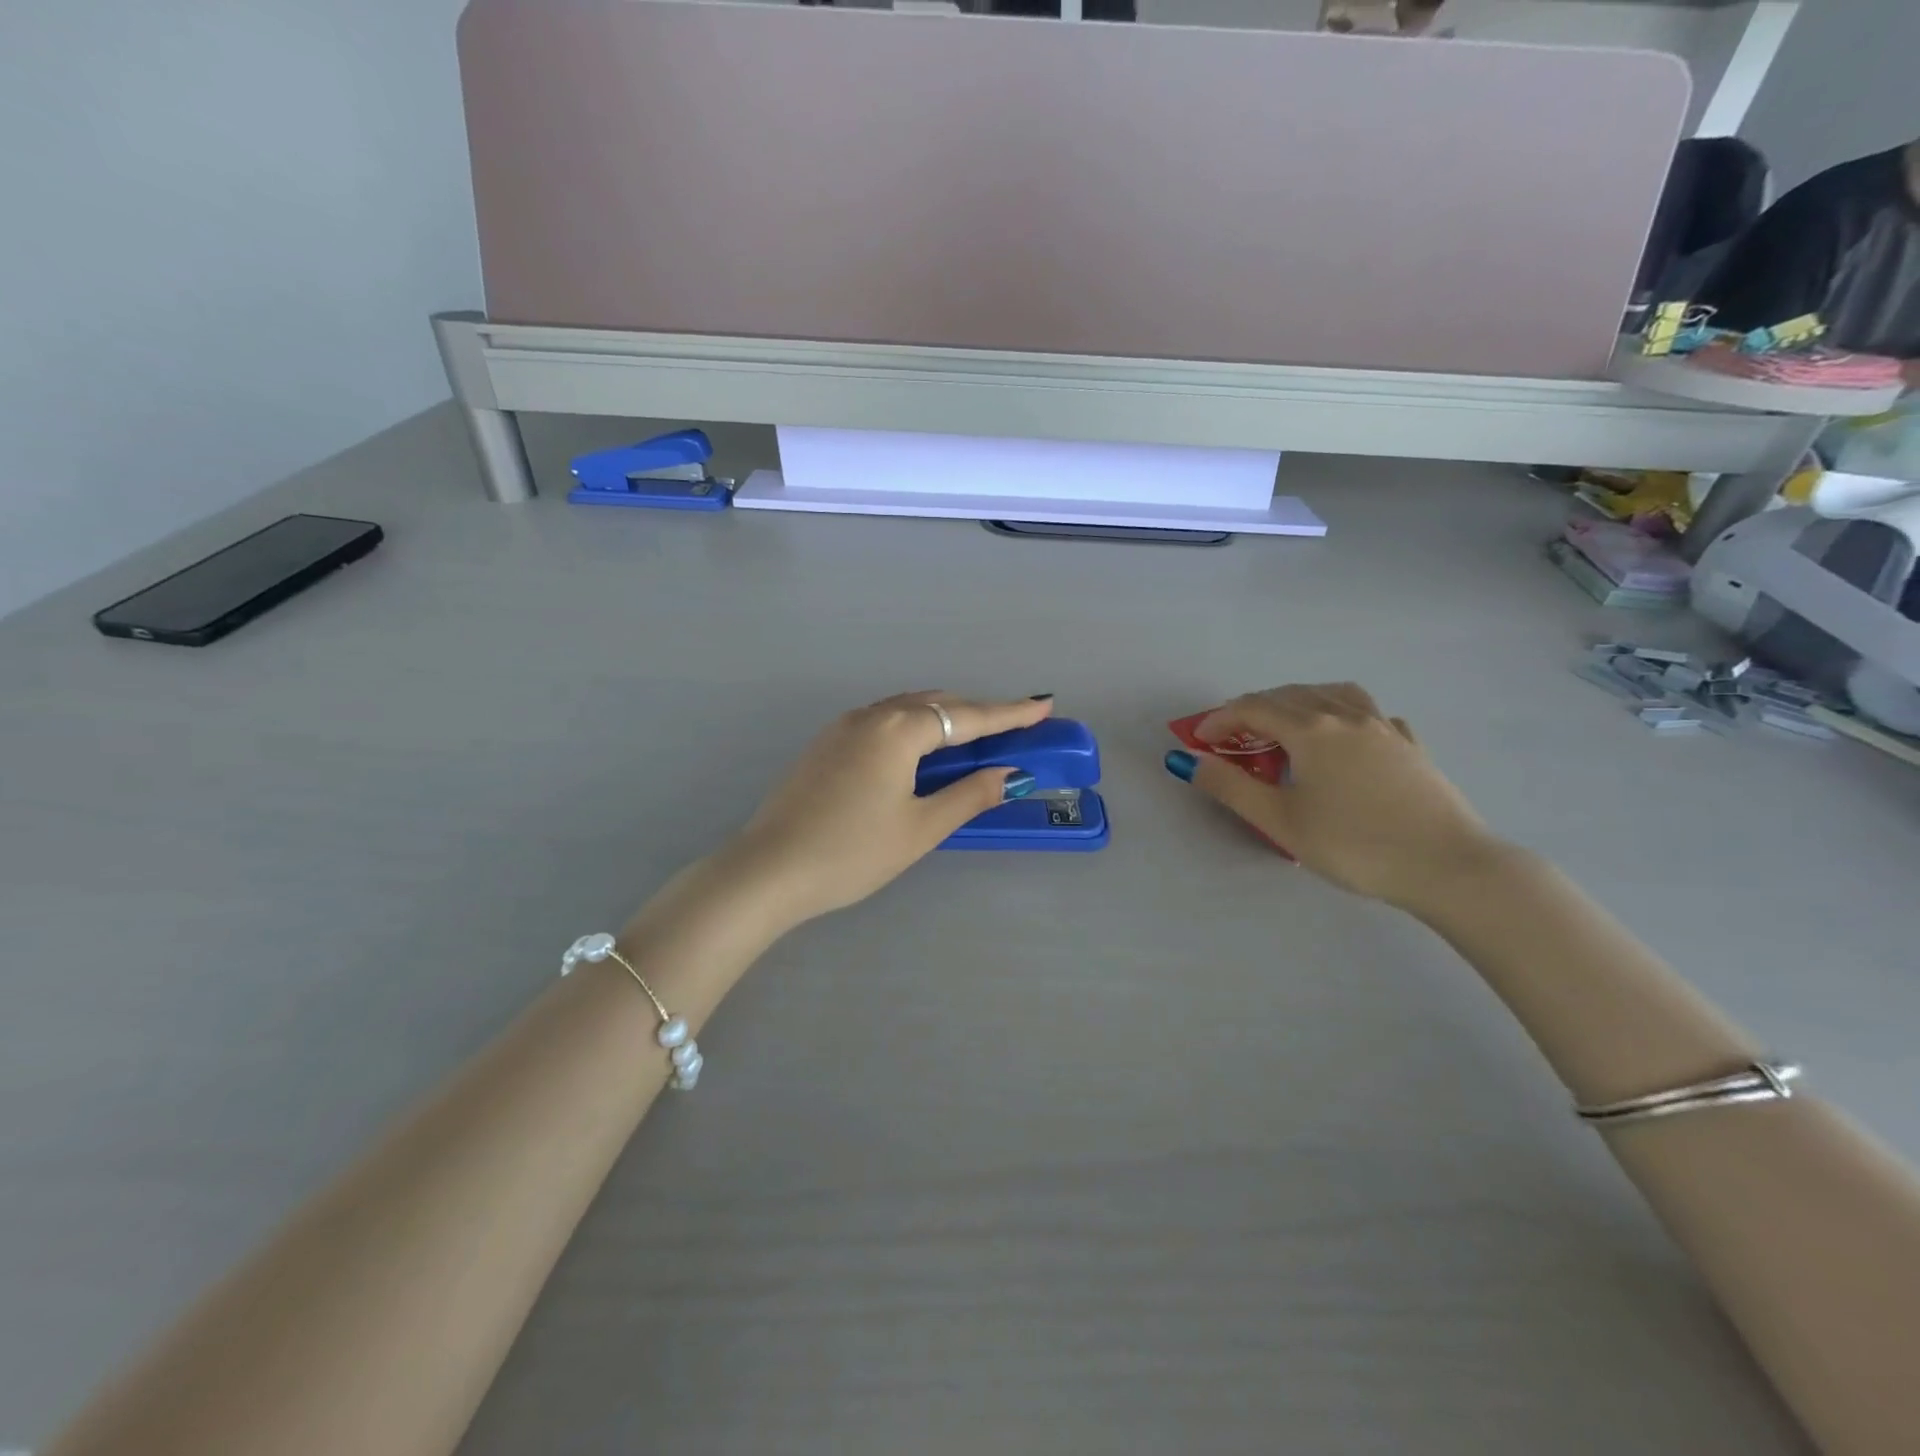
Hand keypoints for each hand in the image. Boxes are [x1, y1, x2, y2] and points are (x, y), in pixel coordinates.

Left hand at [727, 691, 1055, 926]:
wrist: (768, 870)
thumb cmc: (852, 852)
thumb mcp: (920, 828)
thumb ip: (969, 795)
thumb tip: (1010, 775)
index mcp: (898, 729)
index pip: (967, 717)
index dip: (1009, 713)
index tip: (1043, 706)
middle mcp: (871, 715)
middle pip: (936, 705)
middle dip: (976, 713)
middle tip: (1012, 726)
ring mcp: (842, 727)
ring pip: (906, 710)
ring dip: (943, 719)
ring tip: (972, 737)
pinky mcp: (825, 744)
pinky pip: (882, 722)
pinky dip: (913, 728)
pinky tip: (919, 751)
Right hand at [1167, 683, 1505, 909]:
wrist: (1447, 865)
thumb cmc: (1353, 844)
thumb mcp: (1279, 820)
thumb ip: (1229, 786)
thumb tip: (1188, 759)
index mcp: (1311, 729)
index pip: (1253, 709)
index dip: (1219, 720)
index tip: (1199, 741)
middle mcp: (1346, 715)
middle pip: (1290, 694)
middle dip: (1253, 709)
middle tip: (1232, 737)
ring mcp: (1384, 727)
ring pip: (1332, 693)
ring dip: (1298, 701)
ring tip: (1285, 725)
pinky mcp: (1411, 746)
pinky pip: (1369, 713)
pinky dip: (1342, 714)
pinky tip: (1344, 737)